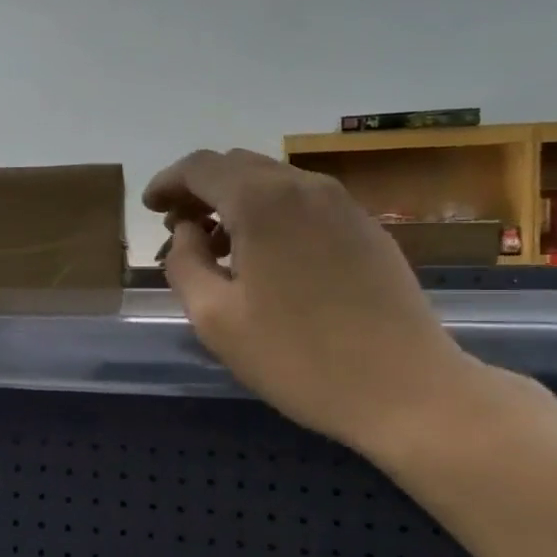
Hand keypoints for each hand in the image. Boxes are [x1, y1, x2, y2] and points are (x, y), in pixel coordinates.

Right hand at [144, 148, 485, 453]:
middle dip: (200, 190)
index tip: (150, 209)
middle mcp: (305, 187)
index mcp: (263, 201)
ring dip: (236, 202)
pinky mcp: (367, 229)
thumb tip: (187, 231)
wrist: (407, 390)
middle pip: (238, 166)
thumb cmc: (298, 358)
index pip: (201, 166)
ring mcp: (344, 205)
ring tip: (218, 247)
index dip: (168, 182)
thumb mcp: (215, 318)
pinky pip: (304, 204)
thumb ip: (184, 263)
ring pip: (273, 182)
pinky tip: (266, 258)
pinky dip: (271, 215)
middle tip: (178, 229)